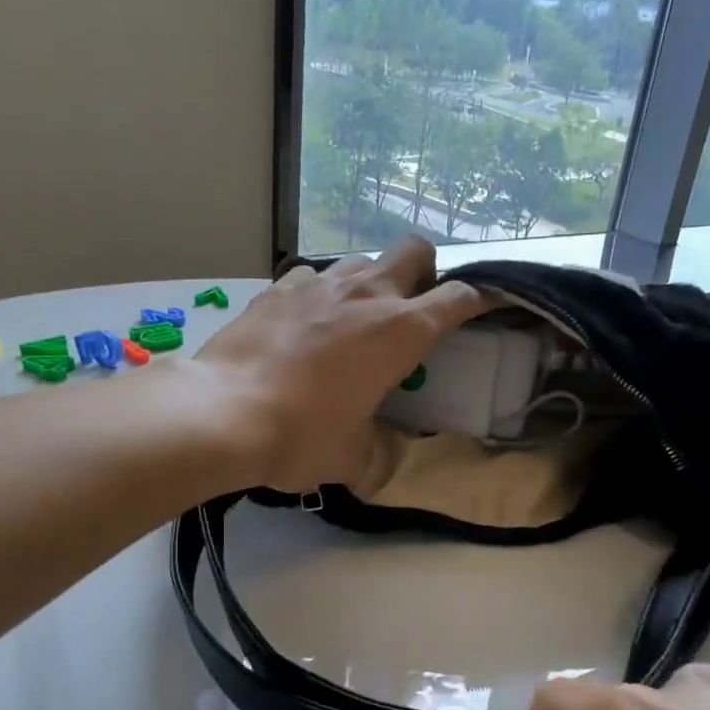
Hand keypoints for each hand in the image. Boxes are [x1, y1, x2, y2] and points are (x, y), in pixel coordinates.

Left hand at [192, 239, 488, 492]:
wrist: (222, 414)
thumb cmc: (300, 437)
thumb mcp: (352, 457)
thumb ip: (376, 450)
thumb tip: (376, 459)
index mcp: (400, 331)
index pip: (459, 298)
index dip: (480, 298)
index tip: (487, 304)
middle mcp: (366, 294)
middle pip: (414, 250)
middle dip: (425, 272)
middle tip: (412, 309)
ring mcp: (318, 284)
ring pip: (361, 260)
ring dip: (370, 282)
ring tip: (355, 319)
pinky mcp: (277, 289)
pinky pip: (311, 277)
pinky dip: (319, 294)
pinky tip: (306, 323)